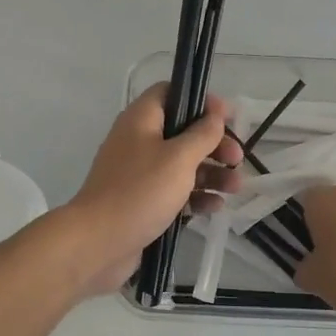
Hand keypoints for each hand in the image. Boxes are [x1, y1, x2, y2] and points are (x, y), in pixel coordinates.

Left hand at [56, 83, 243, 297]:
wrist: (98, 242)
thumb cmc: (140, 191)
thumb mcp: (179, 158)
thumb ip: (203, 134)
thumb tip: (216, 113)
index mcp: (141, 120)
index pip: (170, 93)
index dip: (200, 100)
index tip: (227, 117)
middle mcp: (138, 141)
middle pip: (182, 132)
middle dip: (213, 144)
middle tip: (237, 159)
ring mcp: (139, 174)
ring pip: (182, 165)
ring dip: (211, 173)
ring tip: (236, 187)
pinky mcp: (142, 202)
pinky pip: (174, 192)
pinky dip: (195, 196)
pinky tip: (215, 207)